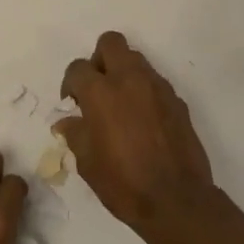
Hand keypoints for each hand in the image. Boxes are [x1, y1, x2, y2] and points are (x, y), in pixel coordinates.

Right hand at [58, 32, 220, 238]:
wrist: (177, 200)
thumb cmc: (124, 183)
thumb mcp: (87, 163)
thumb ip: (75, 134)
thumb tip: (67, 122)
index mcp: (101, 93)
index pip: (78, 68)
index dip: (70, 83)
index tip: (72, 103)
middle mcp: (129, 80)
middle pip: (111, 43)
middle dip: (99, 59)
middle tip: (97, 88)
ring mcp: (157, 87)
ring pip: (136, 58)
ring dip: (123, 72)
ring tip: (120, 103)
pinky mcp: (177, 100)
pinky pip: (155, 82)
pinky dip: (144, 90)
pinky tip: (142, 119)